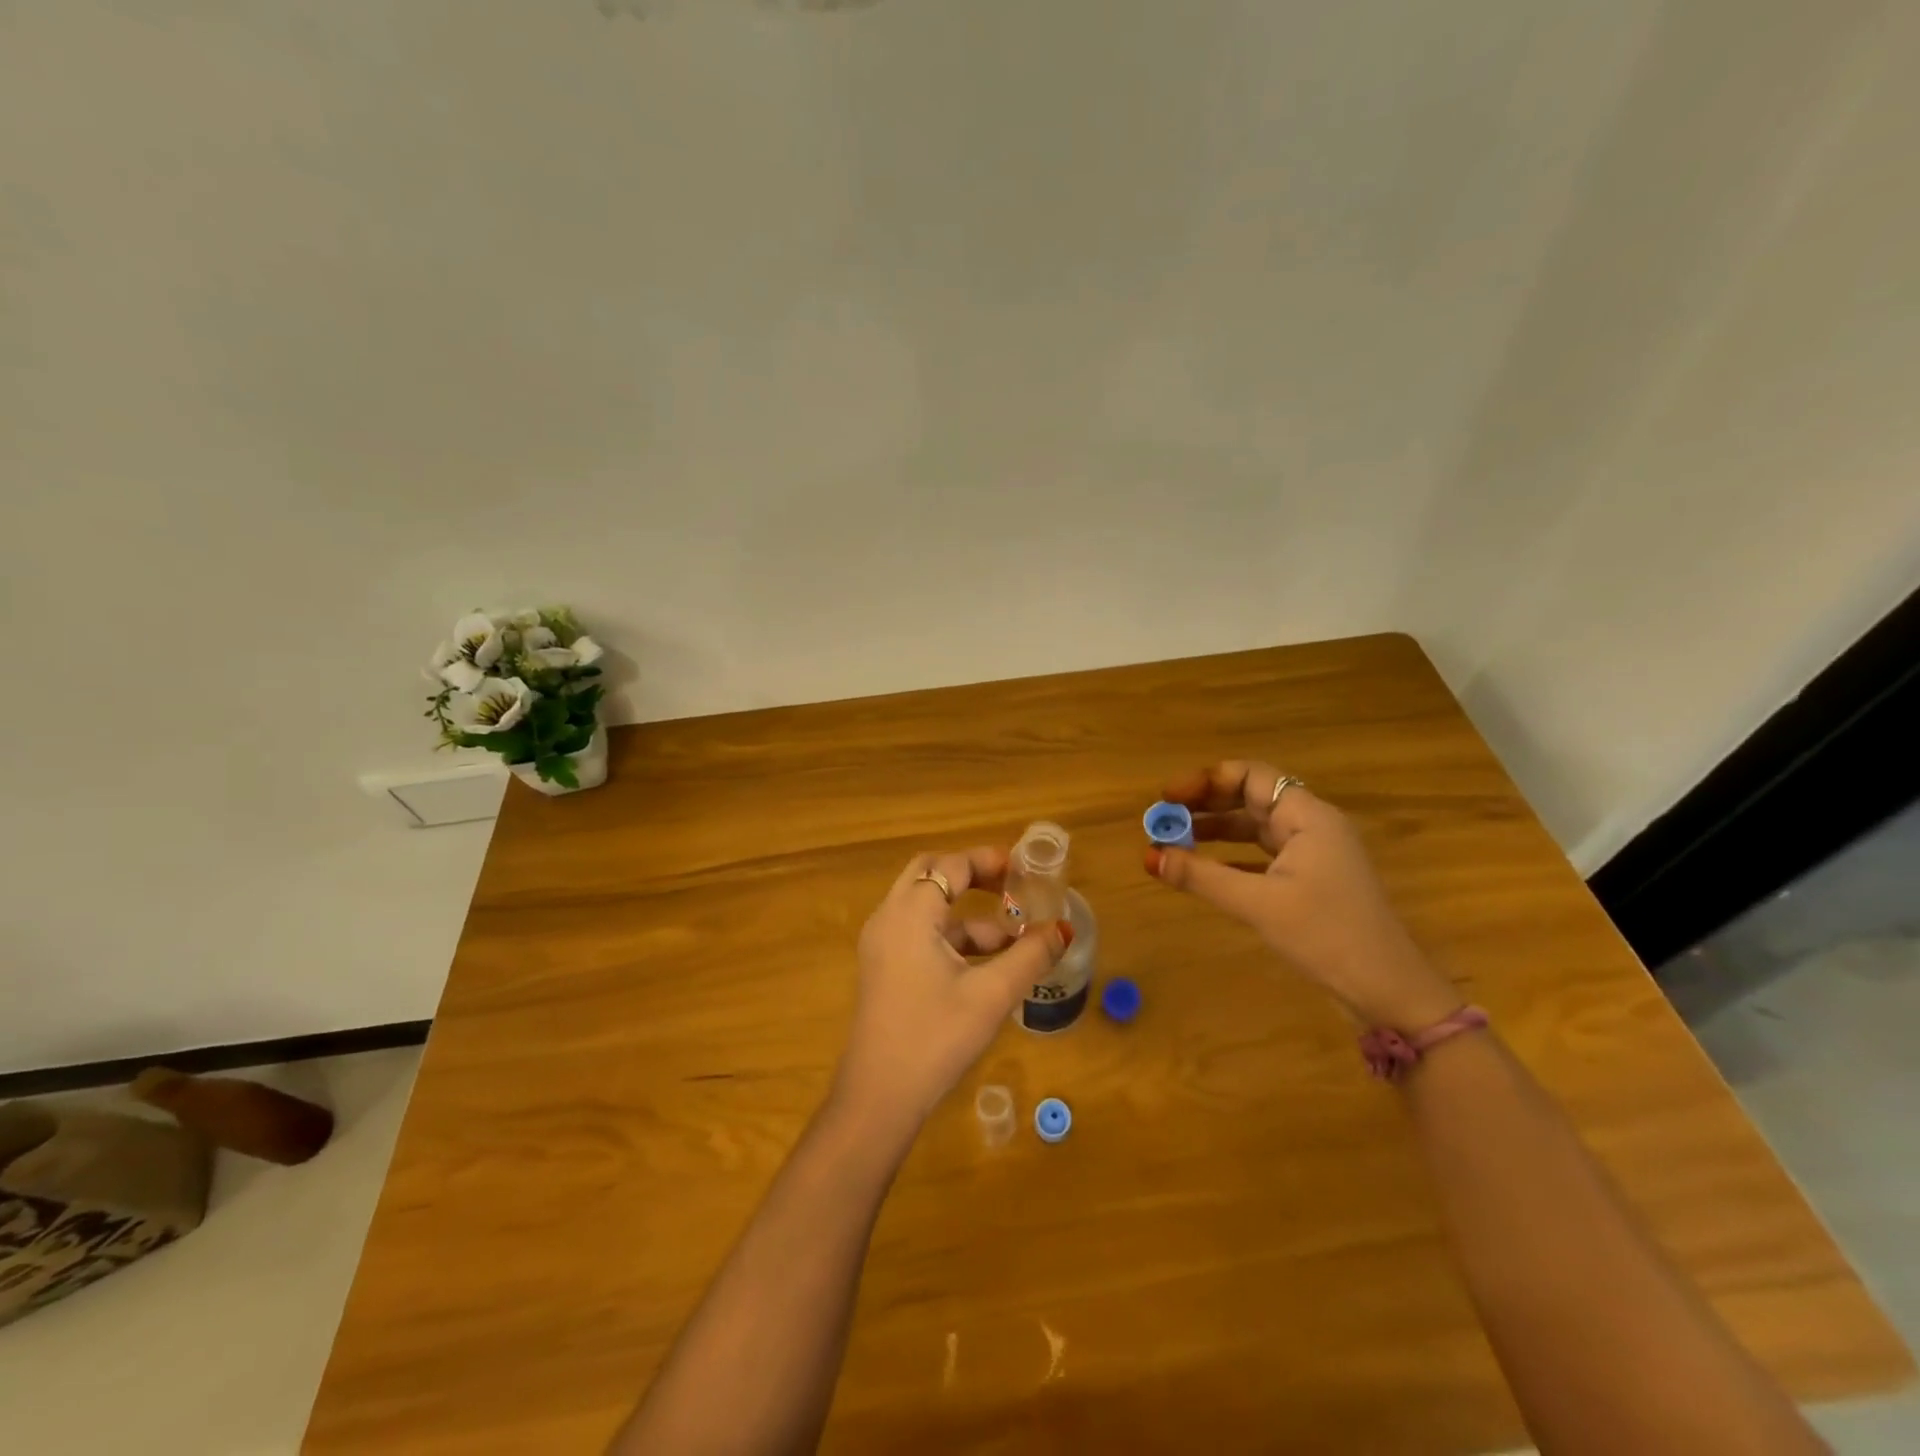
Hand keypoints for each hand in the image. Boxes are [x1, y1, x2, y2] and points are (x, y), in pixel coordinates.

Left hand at [834, 847, 1071, 1134]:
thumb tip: (1064, 929)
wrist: (878, 1097)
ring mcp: (882, 944)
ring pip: (926, 907)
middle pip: (930, 873)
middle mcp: (889, 918)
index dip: (988, 861)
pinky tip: (987, 965)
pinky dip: (952, 936)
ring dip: (967, 913)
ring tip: (1014, 937)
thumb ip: (1030, 956)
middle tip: (1011, 886)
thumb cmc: (935, 1036)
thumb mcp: (991, 995)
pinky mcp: (883, 968)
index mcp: (910, 913)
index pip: (951, 865)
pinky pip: (919, 933)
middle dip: (972, 875)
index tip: (1023, 868)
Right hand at [1145, 761, 1461, 1028]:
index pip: (1250, 776)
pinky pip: (1261, 855)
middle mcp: (1310, 826)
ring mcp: (1312, 854)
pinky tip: (1201, 869)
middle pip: (1250, 797)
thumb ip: (1202, 876)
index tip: (1167, 797)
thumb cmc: (1326, 935)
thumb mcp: (1259, 904)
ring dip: (1214, 830)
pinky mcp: (1309, 882)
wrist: (1388, 991)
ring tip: (1173, 839)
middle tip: (1162, 817)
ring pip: (1254, 827)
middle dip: (1205, 804)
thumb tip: (1151, 857)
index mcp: (1307, 817)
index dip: (1205, 781)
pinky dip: (1230, 857)